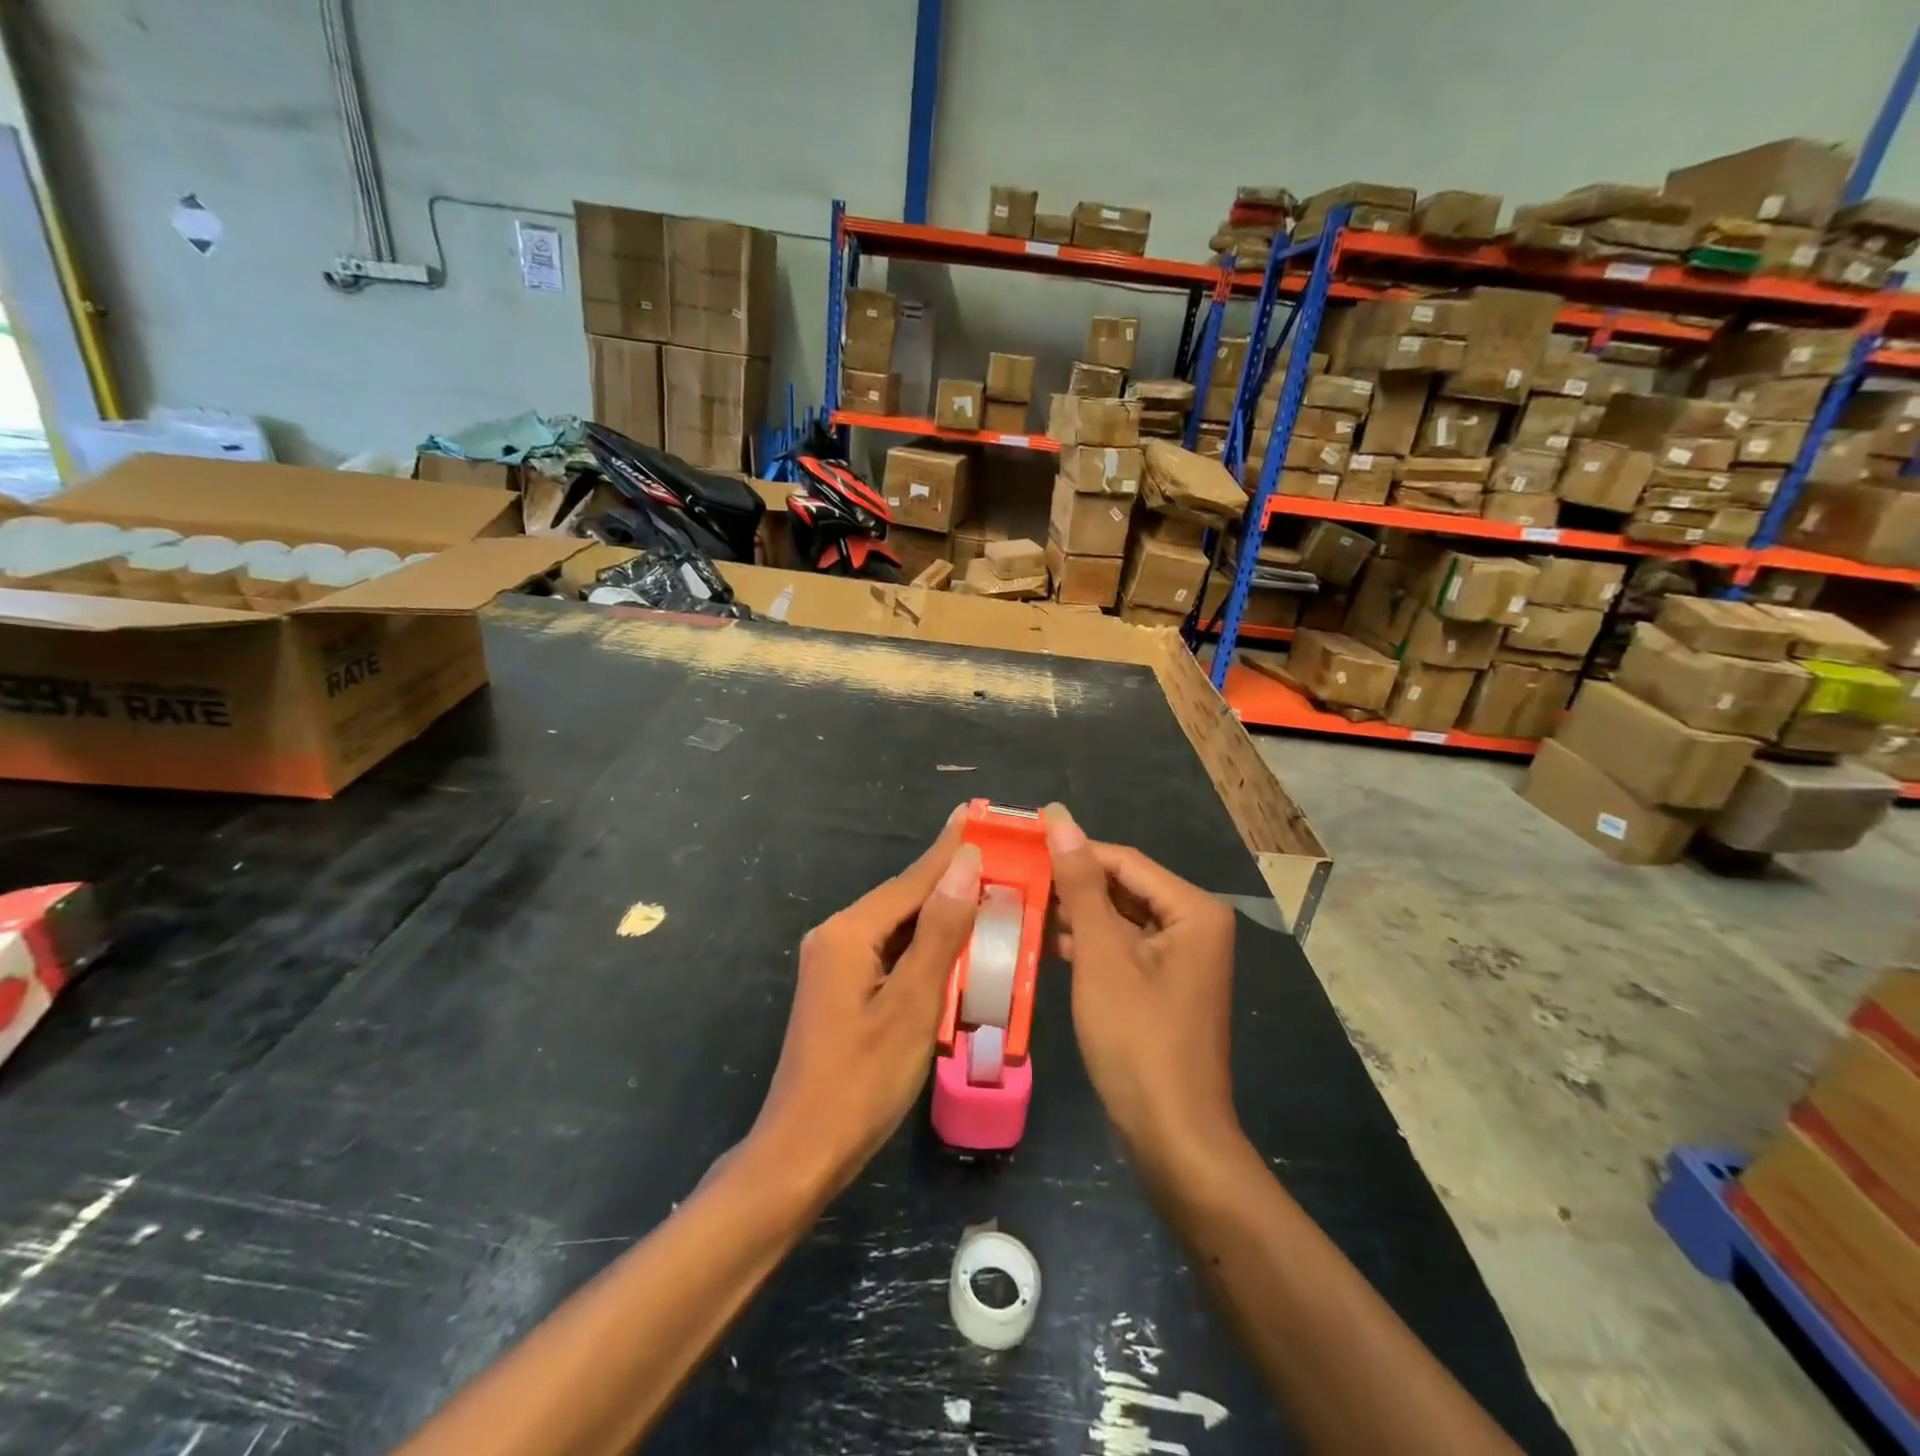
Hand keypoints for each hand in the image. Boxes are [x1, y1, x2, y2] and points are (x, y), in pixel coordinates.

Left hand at [752, 808, 981, 1197]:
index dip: (949, 849)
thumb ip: (940, 931)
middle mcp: (836, 937)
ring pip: (898, 927)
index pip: (911, 881)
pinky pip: (890, 953)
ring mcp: (835, 964)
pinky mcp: (841, 989)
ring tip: (985, 892)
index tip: (977, 813)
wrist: (803, 1152)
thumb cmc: (863, 1080)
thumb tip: (964, 864)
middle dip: (948, 879)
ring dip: (940, 914)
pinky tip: (954, 946)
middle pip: (903, 900)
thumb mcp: (912, 1004)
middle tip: (995, 856)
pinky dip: (924, 947)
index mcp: (849, 933)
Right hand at [1042, 804, 1241, 1179]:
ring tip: (1023, 905)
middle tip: (1017, 876)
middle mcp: (1195, 925)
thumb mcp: (1101, 954)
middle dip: (1073, 885)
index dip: (1073, 850)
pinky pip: (1123, 948)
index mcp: (1193, 909)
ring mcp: (1182, 958)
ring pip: (1120, 918)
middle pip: (1124, 887)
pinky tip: (1048, 943)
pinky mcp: (1165, 985)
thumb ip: (1081, 884)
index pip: (1123, 860)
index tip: (1022, 844)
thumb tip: (1060, 819)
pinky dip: (1090, 944)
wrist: (1172, 1136)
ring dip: (1077, 914)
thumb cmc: (1137, 1038)